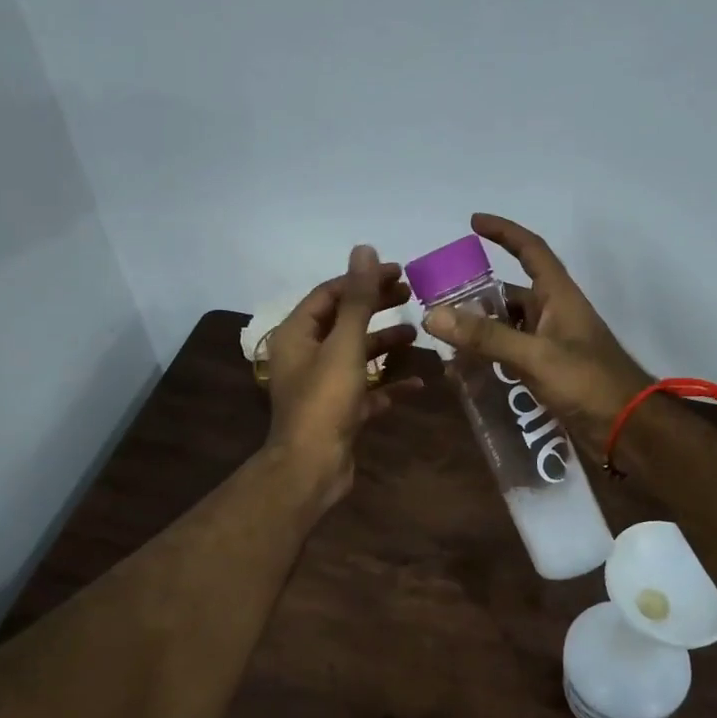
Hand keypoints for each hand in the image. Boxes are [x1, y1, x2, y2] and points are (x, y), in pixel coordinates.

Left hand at [264, 245, 418, 508]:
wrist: (312, 467)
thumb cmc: (325, 401)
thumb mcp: (344, 345)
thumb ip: (357, 299)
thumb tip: (364, 249)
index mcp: (297, 335)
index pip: (329, 294)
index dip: (362, 279)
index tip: (397, 271)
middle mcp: (306, 356)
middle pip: (343, 321)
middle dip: (375, 307)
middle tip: (410, 294)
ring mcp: (322, 386)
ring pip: (356, 355)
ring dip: (384, 343)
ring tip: (417, 332)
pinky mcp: (339, 412)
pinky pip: (367, 390)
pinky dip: (389, 383)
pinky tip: (418, 382)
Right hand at [422, 213, 650, 459]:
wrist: (626, 429)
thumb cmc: (588, 383)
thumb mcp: (534, 356)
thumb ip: (486, 337)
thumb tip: (433, 314)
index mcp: (559, 297)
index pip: (531, 250)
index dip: (504, 232)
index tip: (473, 222)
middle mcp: (554, 315)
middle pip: (510, 294)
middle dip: (477, 295)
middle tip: (438, 302)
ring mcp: (551, 345)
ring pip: (507, 328)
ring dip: (479, 331)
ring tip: (443, 339)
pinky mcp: (548, 373)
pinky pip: (511, 356)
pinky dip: (489, 358)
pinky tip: (465, 371)